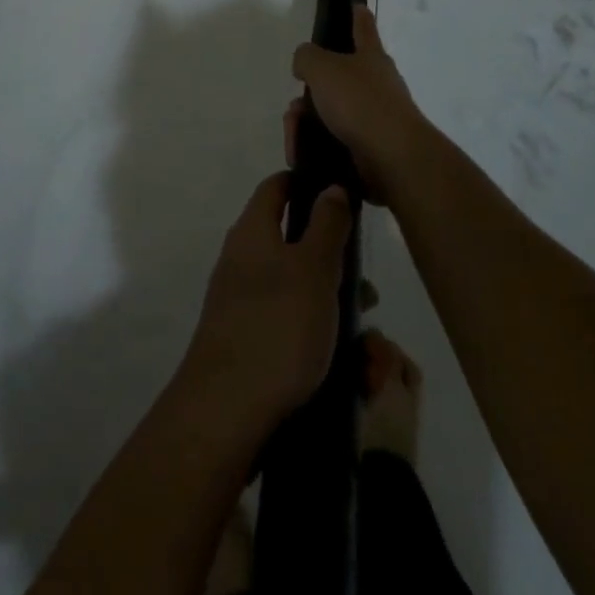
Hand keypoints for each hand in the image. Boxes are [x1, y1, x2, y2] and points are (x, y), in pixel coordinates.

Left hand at [180, 172, 353, 436]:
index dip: (307, 182)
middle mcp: (242, 261)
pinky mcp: (248, 342)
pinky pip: (290, 326)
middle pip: (293, 243)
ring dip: (334, 305)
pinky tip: (346, 365)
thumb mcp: (314, 268)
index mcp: (253, 232)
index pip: (277, 187)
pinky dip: (319, 336)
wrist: (226, 411)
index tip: (343, 194)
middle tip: (367, 289)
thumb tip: (330, 187)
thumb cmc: (277, 326)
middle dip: (335, 262)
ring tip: (368, 341)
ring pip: (298, 290)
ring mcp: (242, 303)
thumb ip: (327, 224)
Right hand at [290, 5, 431, 202]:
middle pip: (337, 79)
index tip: (357, 4)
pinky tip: (301, 153)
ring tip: (295, 133)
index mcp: (371, 57)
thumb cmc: (360, 102)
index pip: (363, 28)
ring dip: (307, 122)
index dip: (358, 15)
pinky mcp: (369, 148)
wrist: (392, 158)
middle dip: (311, 92)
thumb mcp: (322, 68)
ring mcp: (375, 118)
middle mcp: (377, 84)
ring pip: (330, 113)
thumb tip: (304, 63)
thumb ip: (306, 57)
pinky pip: (333, 141)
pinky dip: (314, 146)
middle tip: (295, 107)